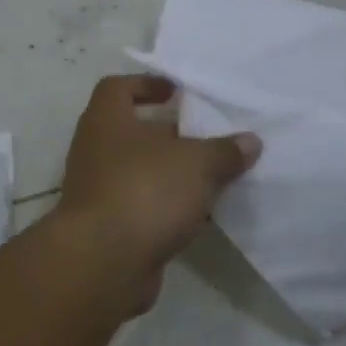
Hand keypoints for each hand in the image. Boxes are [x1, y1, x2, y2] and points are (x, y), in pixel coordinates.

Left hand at [51, 75, 260, 311]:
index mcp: (106, 120)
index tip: (177, 93)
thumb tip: (249, 141)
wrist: (104, 261)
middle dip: (170, 134)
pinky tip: (201, 215)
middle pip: (133, 131)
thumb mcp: (196, 164)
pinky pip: (142, 206)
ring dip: (172, 174)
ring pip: (140, 172)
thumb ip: (224, 151)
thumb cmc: (145, 191)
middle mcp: (96, 149)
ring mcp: (98, 189)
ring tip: (214, 177)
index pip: (117, 88)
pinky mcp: (108, 226)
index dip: (146, 84)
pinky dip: (167, 207)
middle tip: (209, 137)